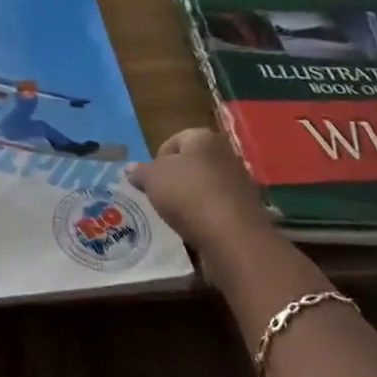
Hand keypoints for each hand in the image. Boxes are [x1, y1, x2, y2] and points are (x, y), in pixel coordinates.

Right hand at [127, 128, 272, 259]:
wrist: (233, 238)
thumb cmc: (188, 195)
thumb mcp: (152, 179)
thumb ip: (140, 171)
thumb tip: (131, 168)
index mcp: (204, 138)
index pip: (175, 140)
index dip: (158, 158)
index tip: (150, 180)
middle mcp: (226, 154)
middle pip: (192, 163)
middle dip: (175, 178)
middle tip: (160, 197)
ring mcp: (239, 183)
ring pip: (205, 186)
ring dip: (191, 199)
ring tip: (176, 216)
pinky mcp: (246, 210)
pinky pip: (217, 208)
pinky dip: (206, 216)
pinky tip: (196, 229)